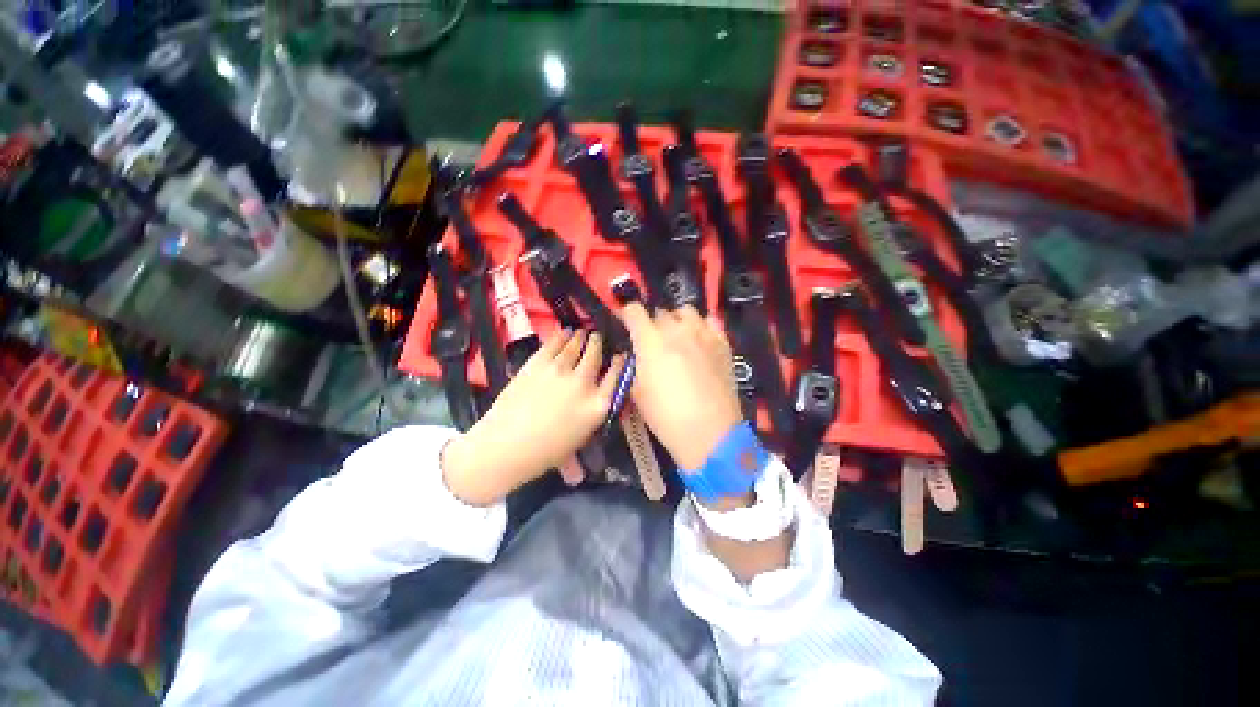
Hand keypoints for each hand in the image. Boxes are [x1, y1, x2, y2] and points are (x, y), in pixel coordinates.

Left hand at [442, 330, 626, 506]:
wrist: (506, 446)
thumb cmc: (546, 451)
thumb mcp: (582, 436)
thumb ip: (593, 411)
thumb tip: (597, 396)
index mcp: (597, 405)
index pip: (615, 377)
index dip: (620, 363)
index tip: (621, 355)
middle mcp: (583, 382)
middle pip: (595, 356)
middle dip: (597, 343)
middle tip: (597, 337)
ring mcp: (560, 370)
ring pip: (575, 346)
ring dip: (581, 337)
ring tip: (582, 332)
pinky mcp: (538, 363)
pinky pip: (554, 344)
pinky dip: (561, 336)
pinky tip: (565, 332)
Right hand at [619, 303, 743, 471]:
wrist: (709, 432)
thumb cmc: (666, 416)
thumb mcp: (637, 392)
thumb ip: (634, 365)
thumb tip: (637, 354)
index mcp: (650, 341)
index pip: (634, 311)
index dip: (627, 314)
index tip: (627, 324)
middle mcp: (676, 329)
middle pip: (659, 313)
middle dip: (652, 324)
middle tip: (653, 342)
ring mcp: (703, 333)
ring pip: (685, 312)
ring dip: (677, 321)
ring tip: (678, 337)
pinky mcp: (722, 342)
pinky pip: (710, 321)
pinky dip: (701, 325)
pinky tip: (700, 339)